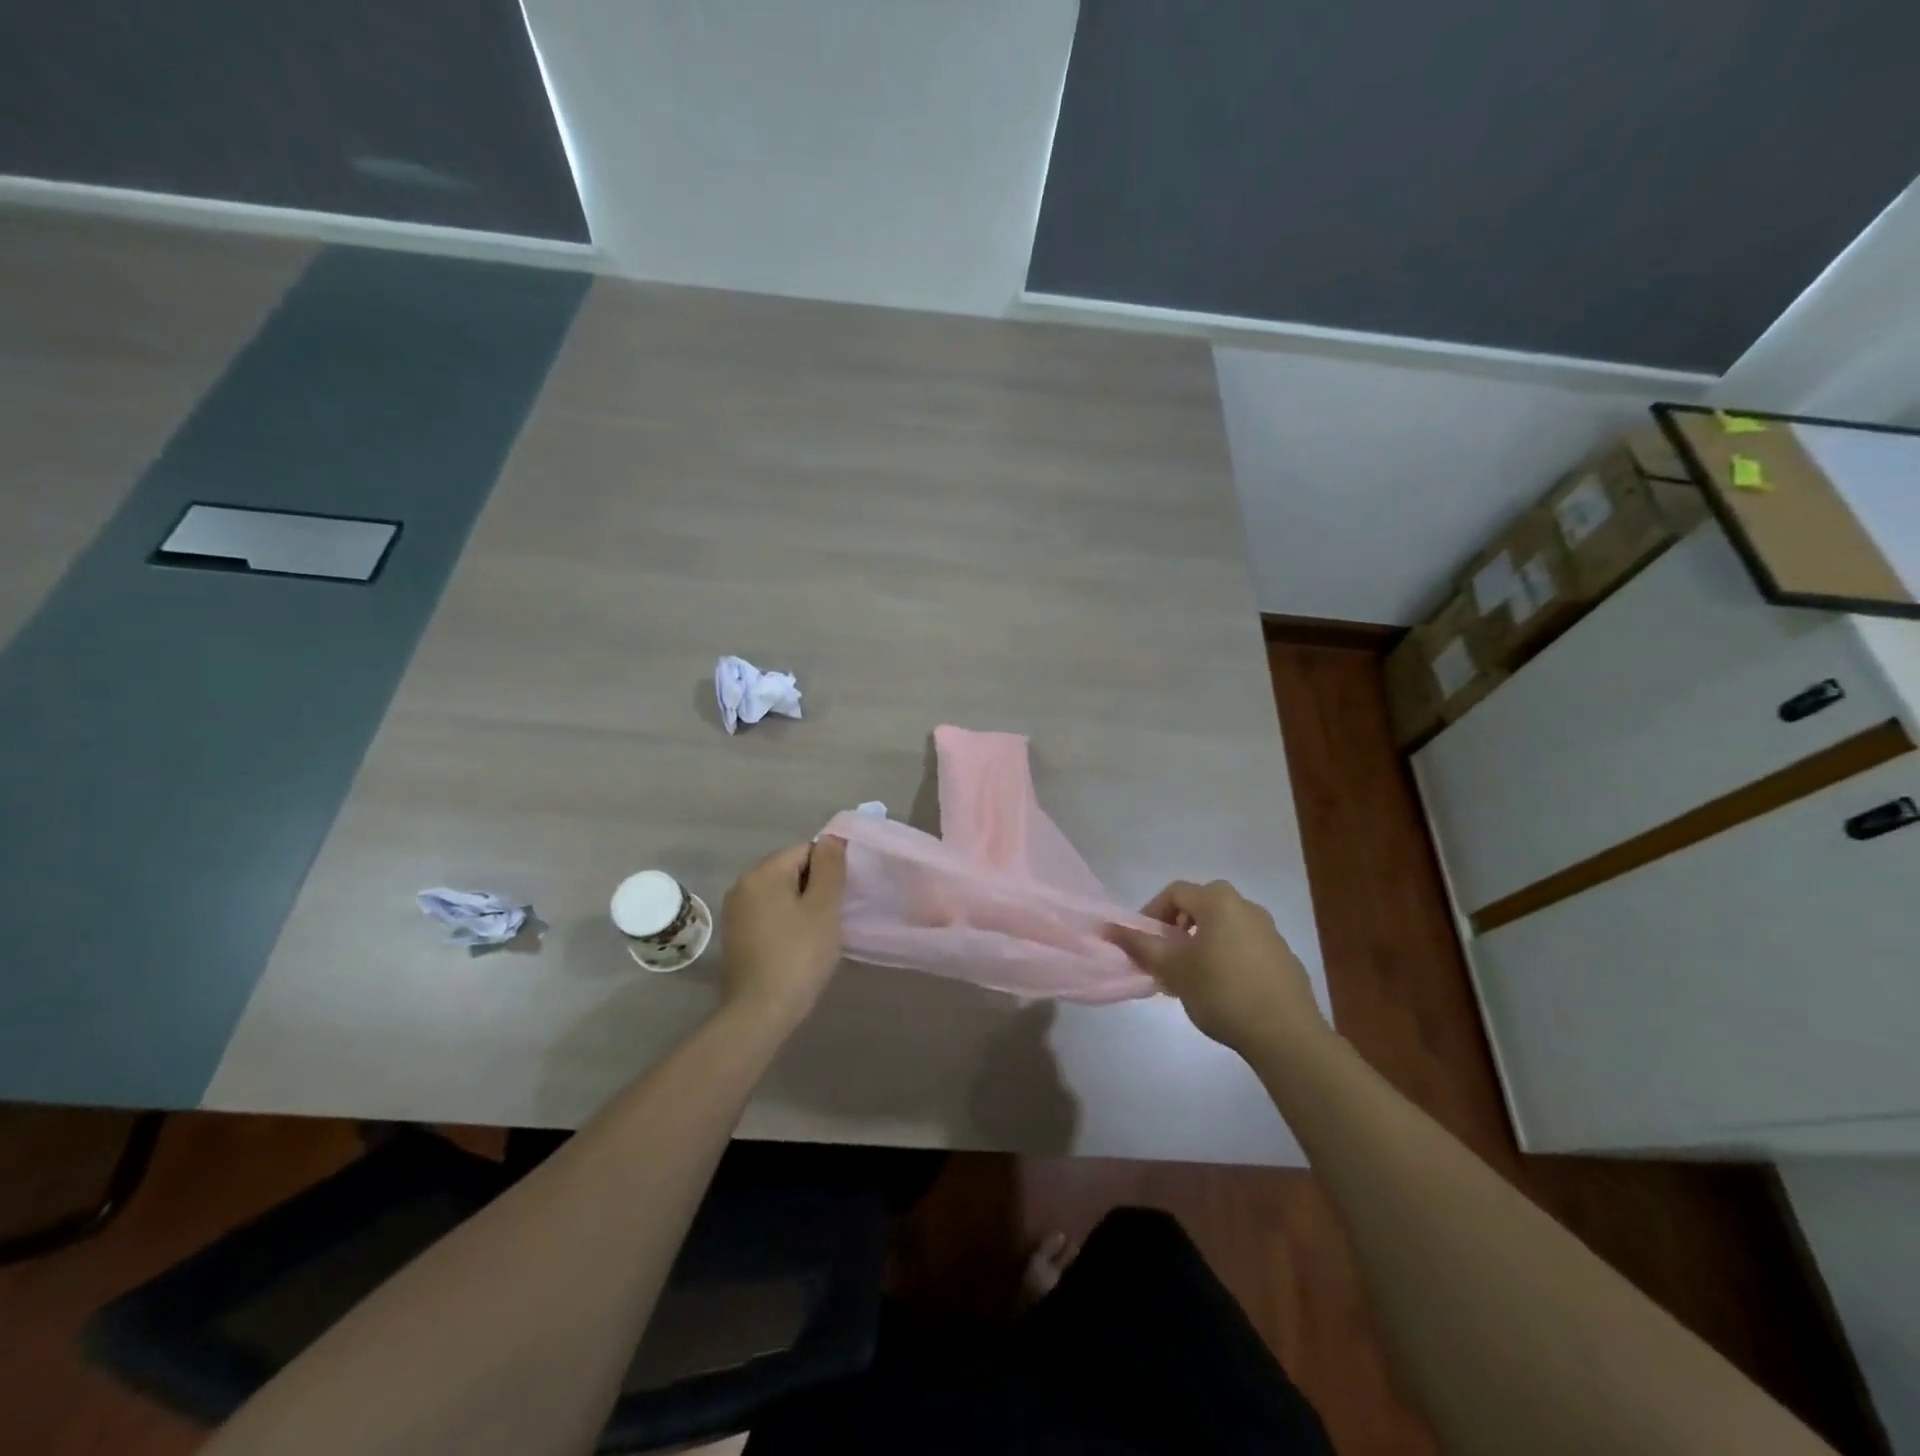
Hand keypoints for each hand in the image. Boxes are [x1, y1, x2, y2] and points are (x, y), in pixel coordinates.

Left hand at [717, 837, 847, 1030]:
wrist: (759, 1013)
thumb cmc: (798, 955)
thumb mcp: (824, 907)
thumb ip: (830, 867)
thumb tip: (832, 838)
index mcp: (763, 873)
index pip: (806, 850)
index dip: (829, 870)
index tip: (842, 896)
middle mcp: (743, 885)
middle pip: (791, 871)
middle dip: (816, 888)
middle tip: (834, 917)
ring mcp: (736, 913)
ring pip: (781, 895)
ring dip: (803, 907)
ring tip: (820, 934)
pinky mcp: (736, 937)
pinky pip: (770, 915)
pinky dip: (788, 923)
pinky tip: (799, 948)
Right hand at [1109, 880, 1322, 1054]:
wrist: (1285, 1034)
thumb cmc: (1221, 992)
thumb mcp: (1172, 969)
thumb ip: (1139, 945)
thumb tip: (1108, 927)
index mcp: (1218, 901)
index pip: (1175, 892)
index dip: (1151, 912)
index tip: (1143, 942)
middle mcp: (1247, 907)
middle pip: (1201, 906)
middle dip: (1178, 927)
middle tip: (1166, 955)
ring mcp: (1270, 931)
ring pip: (1225, 926)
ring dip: (1203, 942)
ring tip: (1192, 975)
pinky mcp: (1284, 957)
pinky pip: (1246, 945)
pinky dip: (1228, 956)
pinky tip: (1224, 989)